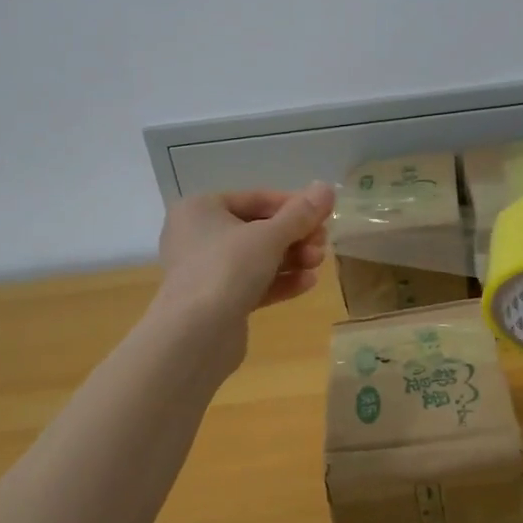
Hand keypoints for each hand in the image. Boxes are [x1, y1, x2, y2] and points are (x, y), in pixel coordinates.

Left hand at [156, 184, 335, 323]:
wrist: (195, 335)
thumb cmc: (228, 269)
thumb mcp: (270, 236)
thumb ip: (301, 213)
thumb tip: (327, 188)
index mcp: (200, 209)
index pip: (255, 198)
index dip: (293, 205)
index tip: (323, 215)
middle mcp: (197, 236)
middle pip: (257, 229)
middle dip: (295, 236)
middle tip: (323, 244)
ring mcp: (204, 271)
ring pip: (256, 258)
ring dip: (291, 259)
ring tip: (318, 264)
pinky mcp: (215, 302)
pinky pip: (251, 283)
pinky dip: (279, 281)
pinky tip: (307, 283)